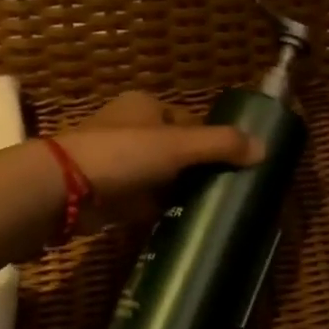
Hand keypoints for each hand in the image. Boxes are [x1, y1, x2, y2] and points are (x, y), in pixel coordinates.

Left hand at [54, 91, 263, 230]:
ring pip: (163, 176)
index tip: (237, 163)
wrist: (62, 190)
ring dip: (182, 191)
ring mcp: (119, 162)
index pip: (191, 121)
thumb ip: (221, 145)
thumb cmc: (123, 154)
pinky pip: (146, 200)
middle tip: (229, 190)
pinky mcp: (110, 193)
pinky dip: (163, 209)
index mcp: (146, 106)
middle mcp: (132, 129)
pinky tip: (185, 221)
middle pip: (178, 149)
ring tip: (213, 208)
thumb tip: (266, 148)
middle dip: (200, 169)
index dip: (213, 140)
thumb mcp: (179, 145)